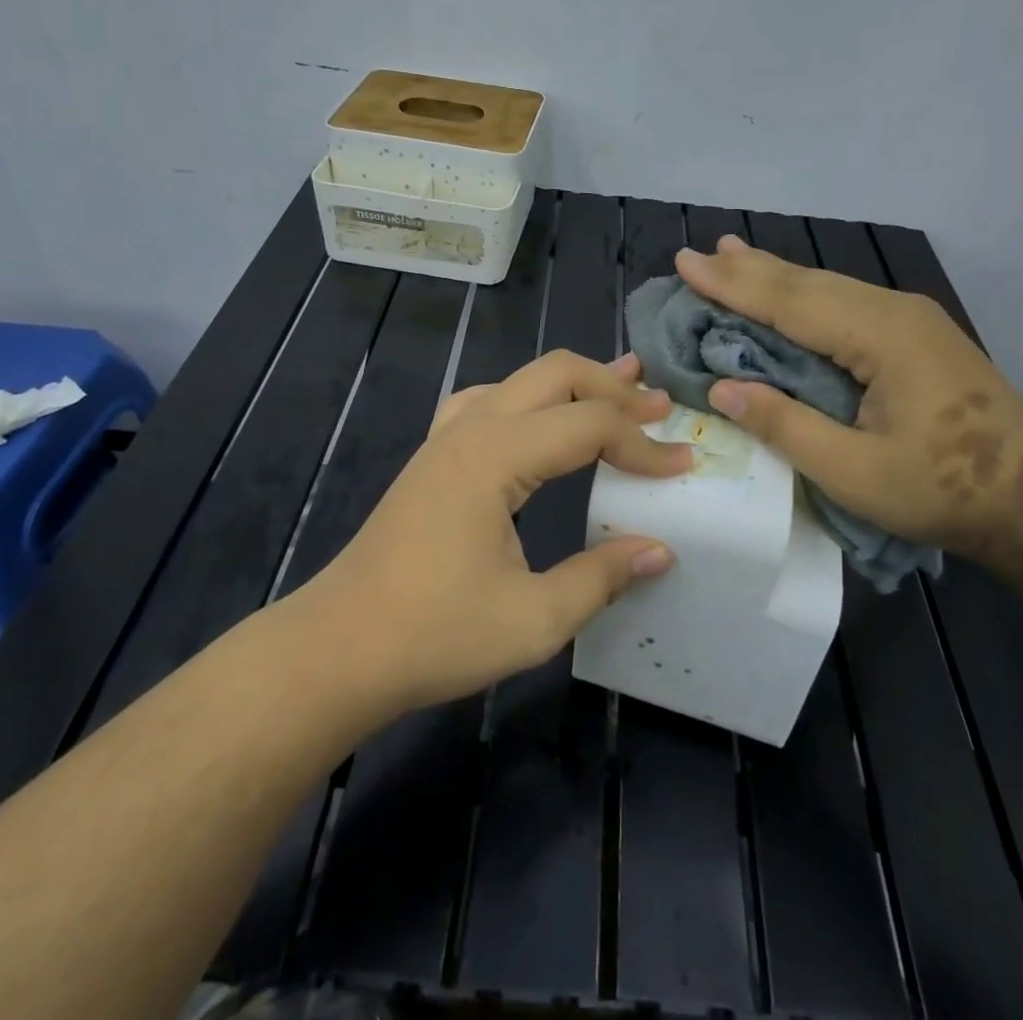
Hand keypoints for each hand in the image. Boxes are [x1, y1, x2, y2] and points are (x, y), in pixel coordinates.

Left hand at [300, 350, 690, 715]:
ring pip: (522, 380)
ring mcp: (446, 436)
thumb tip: (660, 551)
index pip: (589, 425)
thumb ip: (601, 578)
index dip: (643, 443)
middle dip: (614, 386)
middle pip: (557, 374)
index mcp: (496, 455)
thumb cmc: (433, 635)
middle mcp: (472, 428)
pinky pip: (489, 401)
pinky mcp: (434, 455)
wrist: (339, 648)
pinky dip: (531, 399)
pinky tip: (540, 418)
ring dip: (575, 384)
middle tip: (658, 409)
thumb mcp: (532, 619)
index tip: (684, 465)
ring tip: (620, 386)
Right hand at [675, 235, 1022, 555]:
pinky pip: (846, 302)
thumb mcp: (855, 472)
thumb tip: (722, 388)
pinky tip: (790, 289)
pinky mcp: (917, 334)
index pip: (790, 303)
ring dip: (775, 275)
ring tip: (731, 254)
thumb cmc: (944, 491)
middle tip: (697, 254)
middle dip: (748, 270)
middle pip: (807, 283)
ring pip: (827, 287)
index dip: (733, 285)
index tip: (685, 264)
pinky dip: (804, 294)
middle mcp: (895, 311)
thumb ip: (786, 426)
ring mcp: (911, 319)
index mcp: (882, 337)